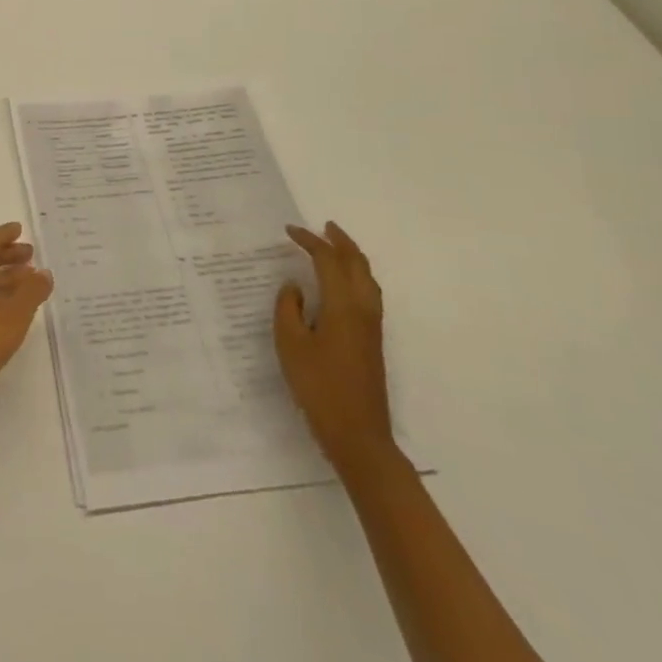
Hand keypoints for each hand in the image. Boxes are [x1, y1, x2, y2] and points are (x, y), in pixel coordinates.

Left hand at [0, 223, 53, 423]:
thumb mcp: (15, 313)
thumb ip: (32, 291)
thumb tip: (44, 272)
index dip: (5, 234)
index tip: (21, 229)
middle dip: (9, 256)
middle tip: (31, 256)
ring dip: (8, 278)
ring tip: (32, 282)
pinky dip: (2, 298)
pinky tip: (18, 312)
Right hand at [275, 222, 396, 477]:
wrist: (358, 434)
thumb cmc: (319, 386)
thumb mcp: (290, 344)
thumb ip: (288, 308)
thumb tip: (294, 287)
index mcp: (342, 305)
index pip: (328, 260)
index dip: (309, 241)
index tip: (288, 230)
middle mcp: (363, 309)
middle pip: (357, 264)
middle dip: (339, 242)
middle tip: (322, 227)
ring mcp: (372, 326)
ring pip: (367, 279)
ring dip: (352, 257)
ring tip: (335, 247)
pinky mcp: (373, 341)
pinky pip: (368, 293)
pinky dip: (356, 276)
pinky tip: (343, 284)